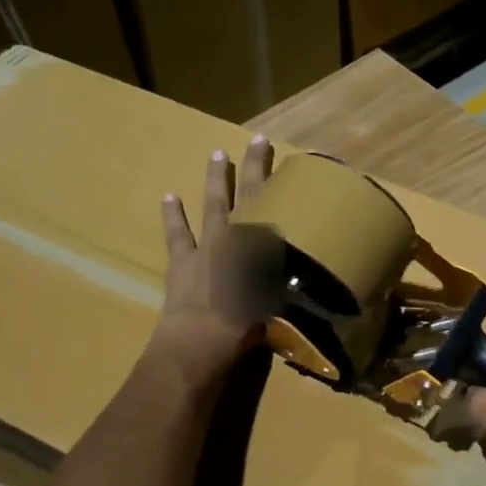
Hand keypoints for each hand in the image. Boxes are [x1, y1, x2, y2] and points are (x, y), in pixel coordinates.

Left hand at [149, 135, 274, 387]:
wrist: (200, 344)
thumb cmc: (248, 325)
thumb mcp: (282, 302)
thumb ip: (295, 283)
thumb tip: (316, 273)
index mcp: (260, 246)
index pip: (272, 204)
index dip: (274, 176)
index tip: (281, 152)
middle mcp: (234, 238)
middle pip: (245, 196)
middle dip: (252, 169)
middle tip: (256, 141)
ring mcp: (205, 248)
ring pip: (212, 207)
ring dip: (215, 182)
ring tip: (217, 156)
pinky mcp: (182, 264)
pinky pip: (178, 235)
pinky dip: (173, 216)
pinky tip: (169, 196)